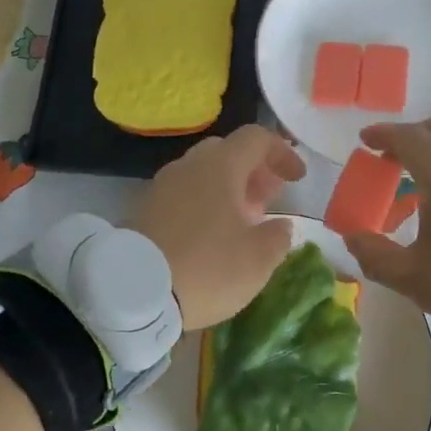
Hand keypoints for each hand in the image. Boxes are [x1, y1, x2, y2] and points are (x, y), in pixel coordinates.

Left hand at [128, 124, 306, 330]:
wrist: (132, 293)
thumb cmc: (207, 268)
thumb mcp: (258, 260)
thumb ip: (278, 237)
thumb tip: (281, 226)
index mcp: (220, 166)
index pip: (257, 138)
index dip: (282, 152)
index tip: (297, 178)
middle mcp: (188, 166)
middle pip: (227, 152)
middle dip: (253, 171)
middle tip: (269, 199)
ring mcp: (161, 186)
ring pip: (202, 174)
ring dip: (228, 190)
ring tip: (242, 222)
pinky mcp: (143, 210)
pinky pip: (182, 195)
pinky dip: (204, 205)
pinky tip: (210, 236)